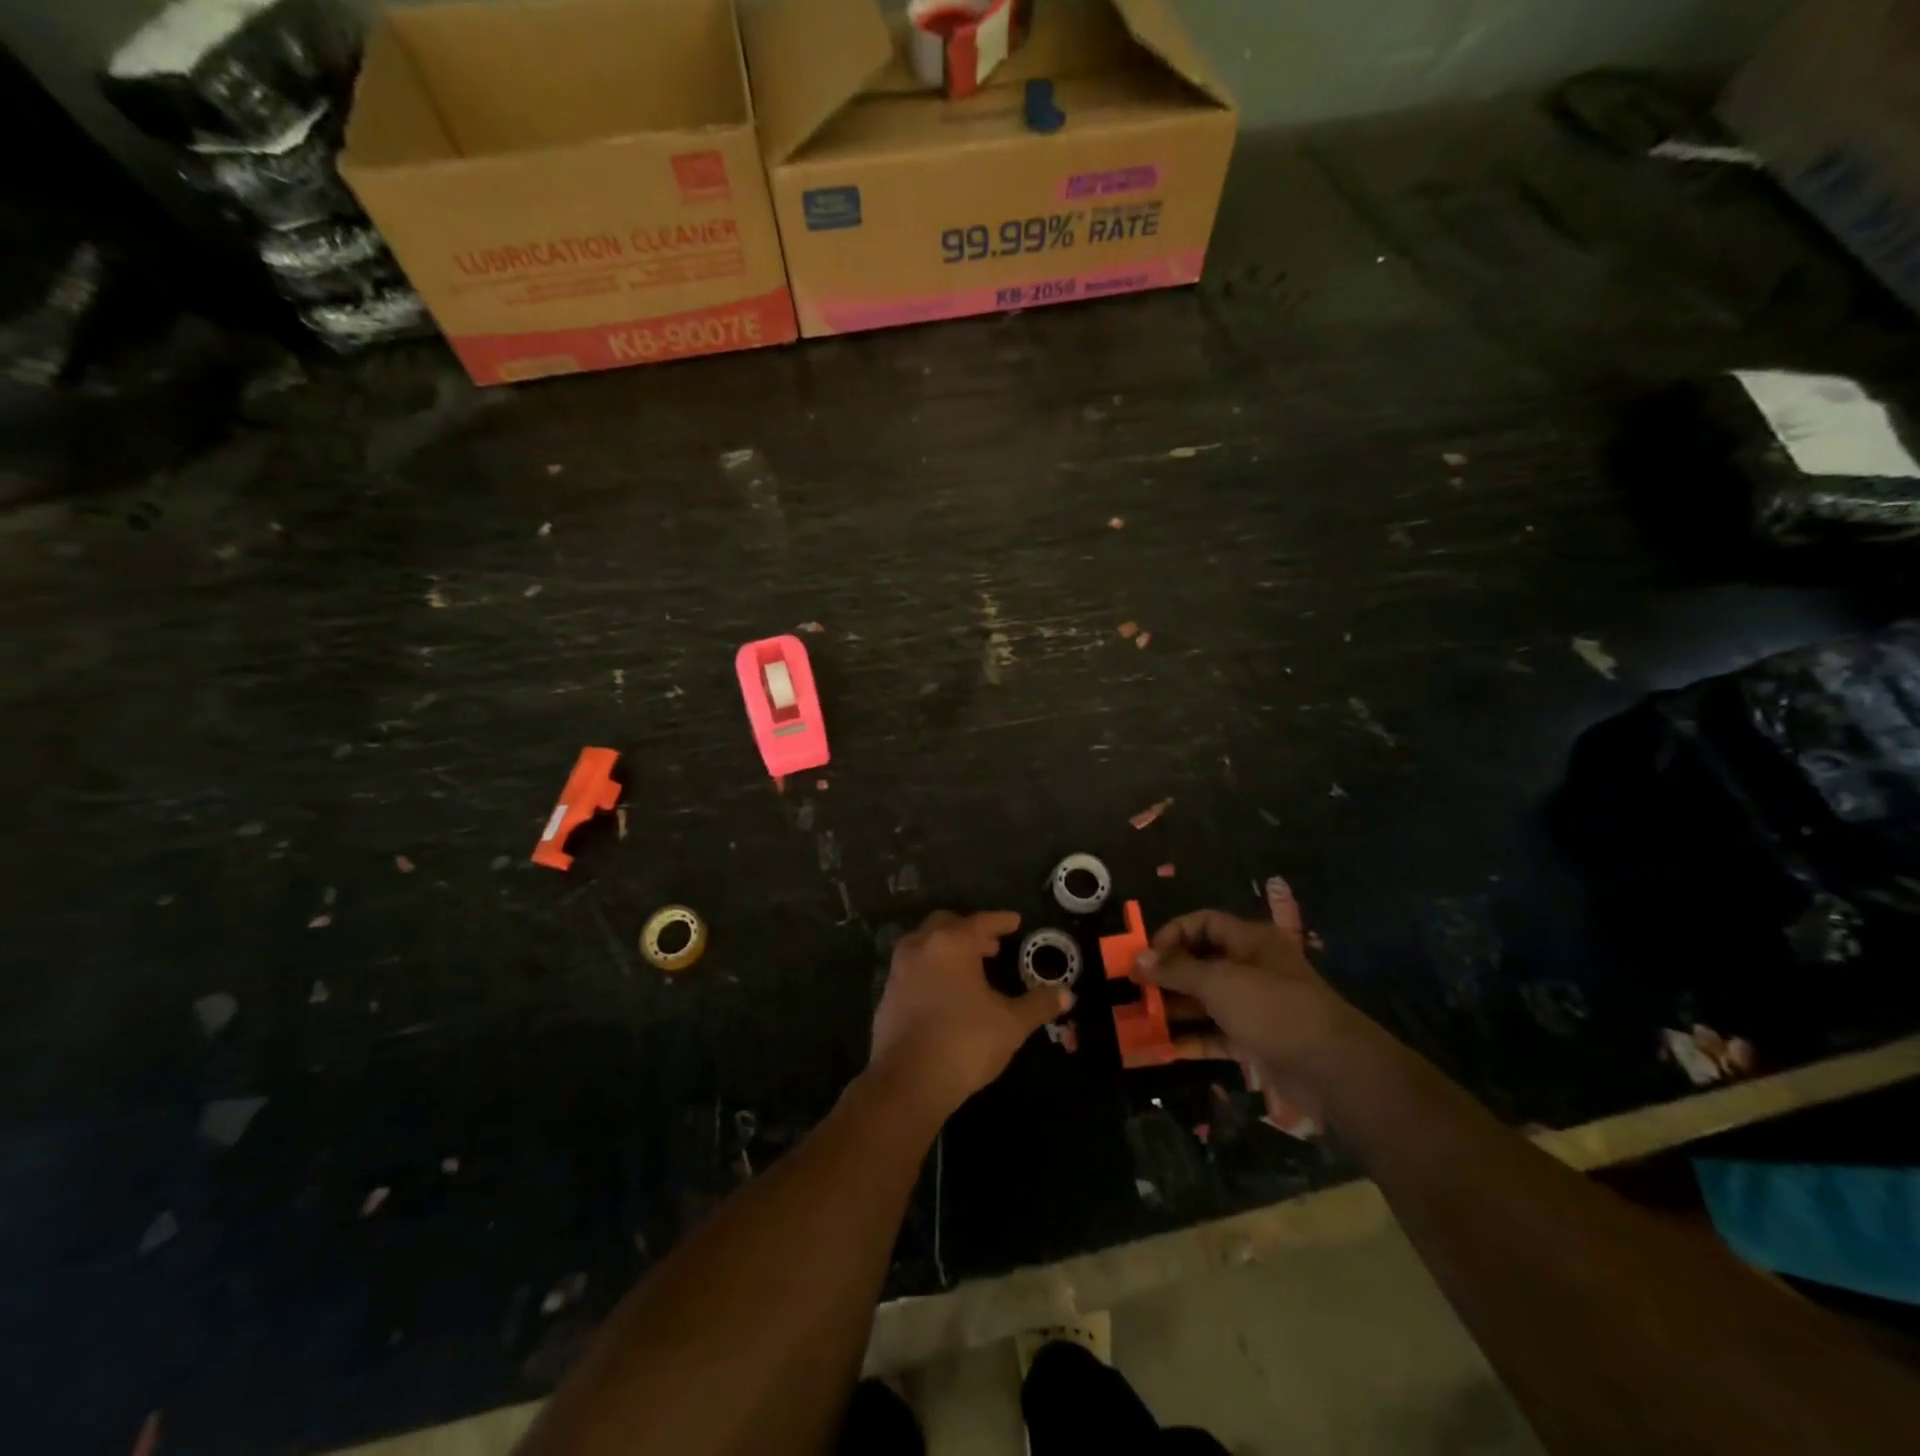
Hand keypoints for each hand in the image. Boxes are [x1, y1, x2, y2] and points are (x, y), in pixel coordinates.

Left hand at [870, 910, 1069, 1119]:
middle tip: (991, 946)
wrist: (908, 1081)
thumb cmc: (965, 1042)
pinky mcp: (886, 996)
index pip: (980, 922)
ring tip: (969, 969)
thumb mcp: (1011, 1024)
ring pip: (924, 945)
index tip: (1015, 921)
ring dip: (947, 949)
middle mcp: (921, 947)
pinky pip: (912, 970)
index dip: (1000, 921)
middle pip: (946, 924)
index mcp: (951, 944)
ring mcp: (898, 971)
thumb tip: (1066, 993)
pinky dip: (930, 970)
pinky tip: (944, 993)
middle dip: (970, 930)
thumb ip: (1038, 1004)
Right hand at [1137, 908, 1375, 1124]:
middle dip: (1168, 974)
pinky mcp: (1257, 1042)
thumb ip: (1177, 970)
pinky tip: (1163, 1047)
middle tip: (1134, 988)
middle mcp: (1253, 968)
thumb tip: (1137, 958)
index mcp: (1251, 941)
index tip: (1146, 955)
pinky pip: (1216, 1035)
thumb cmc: (1273, 1009)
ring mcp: (1255, 1007)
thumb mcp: (1219, 982)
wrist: (1332, 1070)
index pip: (1205, 923)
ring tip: (1140, 1018)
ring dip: (1175, 1008)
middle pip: (1202, 962)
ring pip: (1207, 1001)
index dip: (1173, 933)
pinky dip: (1193, 1039)